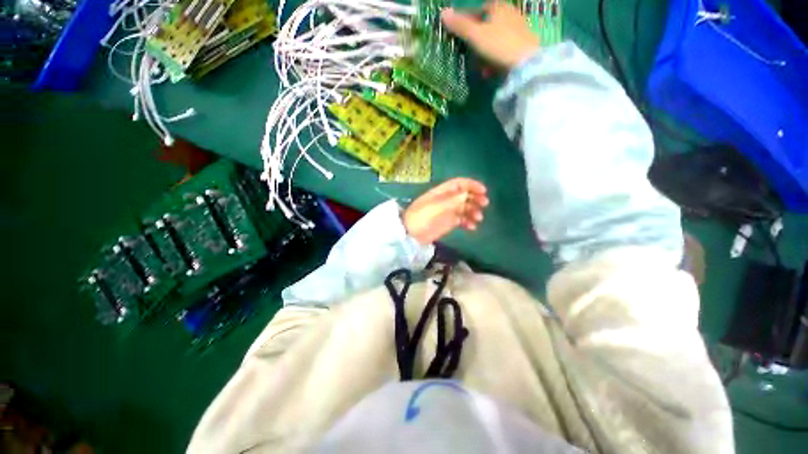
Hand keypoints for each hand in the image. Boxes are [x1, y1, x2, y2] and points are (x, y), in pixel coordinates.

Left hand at [403, 178, 488, 244]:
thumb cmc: (421, 217)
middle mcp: (447, 199)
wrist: (411, 234)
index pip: (459, 183)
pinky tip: (472, 227)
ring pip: (465, 207)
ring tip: (478, 219)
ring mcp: (448, 211)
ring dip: (473, 211)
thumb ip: (452, 200)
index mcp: (442, 192)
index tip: (483, 191)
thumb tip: (467, 193)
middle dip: (475, 198)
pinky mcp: (449, 222)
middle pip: (465, 195)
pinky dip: (468, 222)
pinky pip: (462, 219)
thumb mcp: (436, 207)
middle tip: (484, 204)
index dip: (472, 185)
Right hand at [441, 1, 539, 69]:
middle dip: (476, 41)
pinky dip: (494, 58)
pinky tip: (491, 69)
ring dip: (484, 52)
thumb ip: (460, 25)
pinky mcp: (523, 45)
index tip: (457, 35)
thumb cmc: (498, 45)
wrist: (525, 64)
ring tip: (480, 66)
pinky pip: (503, 49)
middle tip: (469, 54)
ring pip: (494, 39)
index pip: (477, 10)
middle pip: (487, 26)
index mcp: (498, 6)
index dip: (465, 22)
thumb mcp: (475, 35)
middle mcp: (510, 13)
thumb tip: (442, 12)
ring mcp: (518, 29)